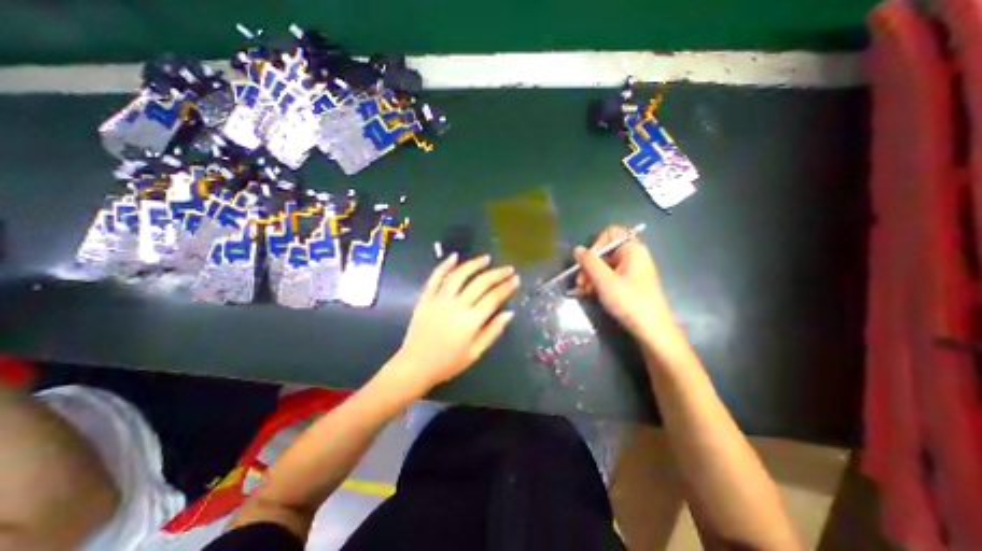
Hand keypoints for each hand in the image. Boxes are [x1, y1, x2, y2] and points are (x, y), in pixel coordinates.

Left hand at [393, 252, 519, 387]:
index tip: (516, 279)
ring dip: (474, 264)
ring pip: (459, 276)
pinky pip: (435, 278)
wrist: (415, 366)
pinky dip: (444, 266)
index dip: (506, 287)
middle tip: (508, 268)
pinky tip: (454, 256)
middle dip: (497, 274)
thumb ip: (493, 331)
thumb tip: (509, 313)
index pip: (493, 298)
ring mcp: (439, 300)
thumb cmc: (448, 363)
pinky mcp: (425, 298)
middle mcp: (456, 306)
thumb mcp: (475, 352)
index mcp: (470, 321)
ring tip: (486, 258)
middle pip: (480, 283)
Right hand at [576, 224, 684, 345]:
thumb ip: (589, 263)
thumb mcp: (604, 281)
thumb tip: (577, 249)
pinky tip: (590, 294)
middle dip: (589, 266)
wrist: (652, 330)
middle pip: (605, 251)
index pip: (610, 234)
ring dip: (591, 276)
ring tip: (583, 292)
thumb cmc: (629, 302)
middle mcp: (633, 256)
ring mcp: (632, 270)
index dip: (595, 245)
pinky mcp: (630, 283)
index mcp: (632, 249)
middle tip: (580, 283)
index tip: (587, 263)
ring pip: (605, 265)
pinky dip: (598, 283)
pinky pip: (610, 276)